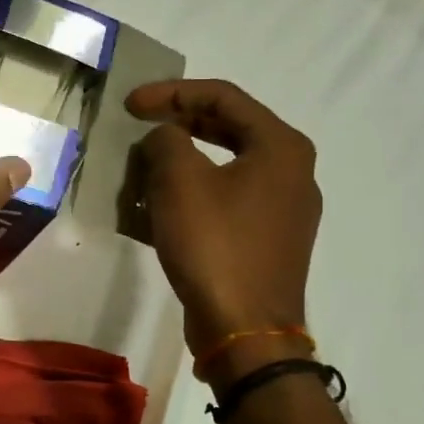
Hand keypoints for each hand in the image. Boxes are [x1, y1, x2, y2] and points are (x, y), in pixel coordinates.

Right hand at [127, 79, 321, 389]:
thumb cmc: (215, 245)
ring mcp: (283, 209)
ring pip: (224, 166)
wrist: (245, 331)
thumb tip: (165, 138)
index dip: (171, 92)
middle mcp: (292, 171)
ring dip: (181, 161)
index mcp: (280, 146)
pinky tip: (158, 207)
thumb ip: (166, 140)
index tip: (130, 104)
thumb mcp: (179, 181)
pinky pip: (226, 200)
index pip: (223, 97)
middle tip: (139, 124)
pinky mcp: (268, 240)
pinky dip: (192, 194)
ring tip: (143, 166)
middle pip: (228, 128)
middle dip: (178, 123)